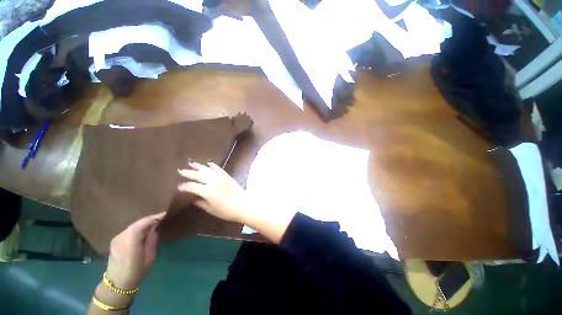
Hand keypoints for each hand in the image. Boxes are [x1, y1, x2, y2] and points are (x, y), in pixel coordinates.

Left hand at [106, 212, 164, 288]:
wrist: (117, 283)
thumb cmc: (137, 272)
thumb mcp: (150, 257)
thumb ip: (152, 240)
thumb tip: (155, 228)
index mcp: (130, 243)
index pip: (142, 224)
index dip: (154, 217)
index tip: (166, 214)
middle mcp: (121, 238)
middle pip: (137, 223)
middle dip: (150, 219)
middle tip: (162, 218)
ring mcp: (116, 238)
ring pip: (133, 226)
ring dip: (144, 223)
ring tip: (155, 222)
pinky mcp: (115, 240)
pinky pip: (129, 230)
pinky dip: (138, 227)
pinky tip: (145, 229)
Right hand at [177, 162, 249, 223]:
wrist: (244, 205)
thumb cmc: (227, 211)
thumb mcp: (212, 210)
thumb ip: (202, 204)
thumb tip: (195, 200)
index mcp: (208, 192)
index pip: (192, 186)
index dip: (184, 186)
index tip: (179, 187)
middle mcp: (213, 182)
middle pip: (198, 175)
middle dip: (189, 173)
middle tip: (181, 170)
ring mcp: (221, 177)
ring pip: (208, 169)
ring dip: (199, 166)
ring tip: (191, 163)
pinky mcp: (228, 176)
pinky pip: (219, 169)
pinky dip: (213, 165)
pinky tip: (208, 163)